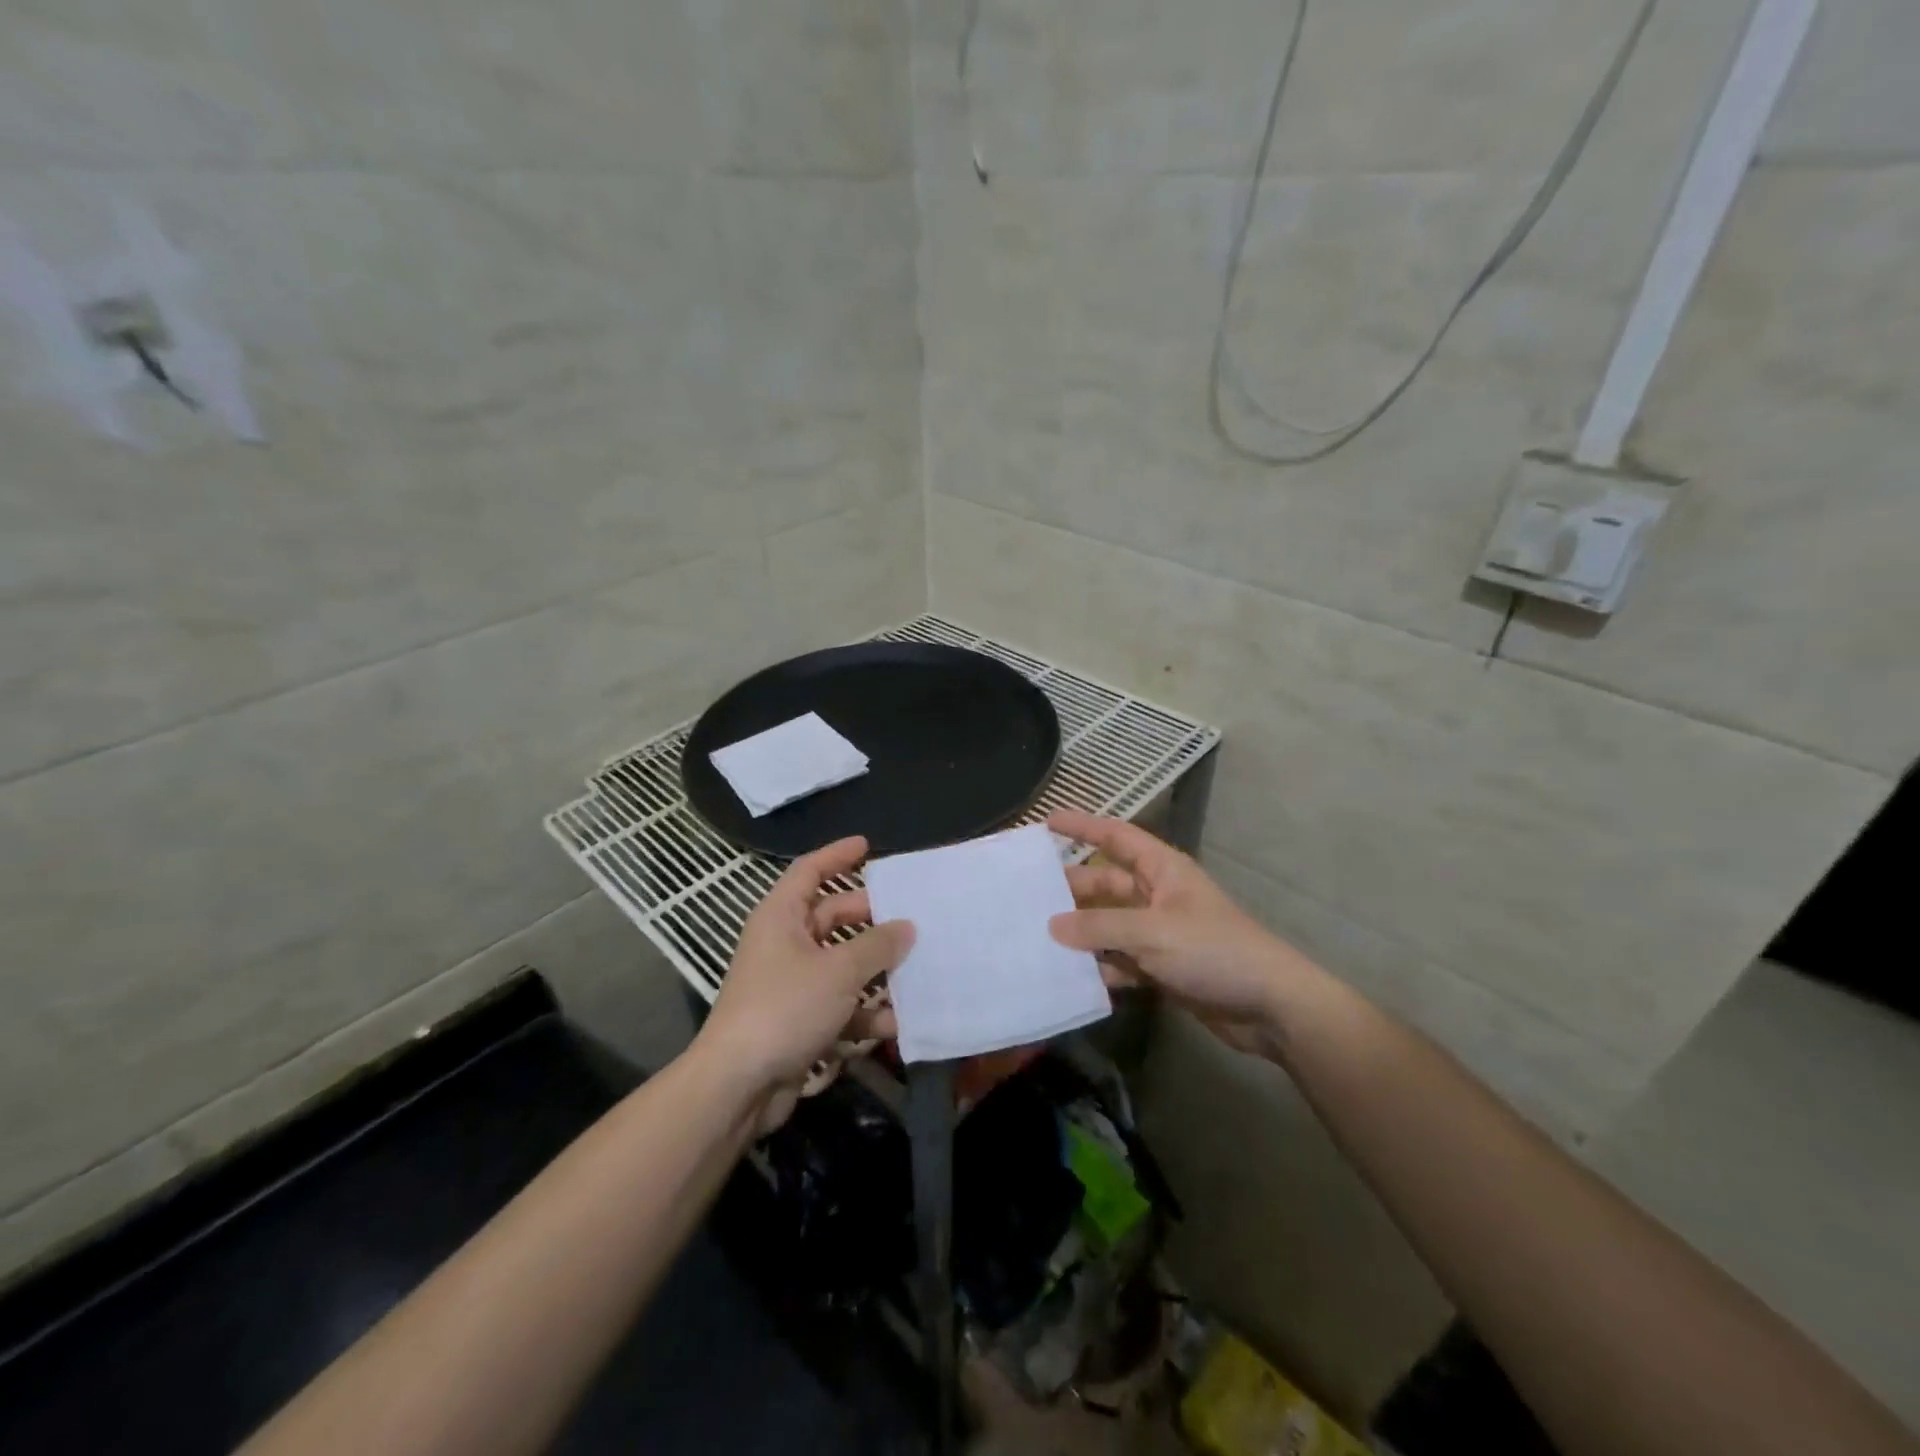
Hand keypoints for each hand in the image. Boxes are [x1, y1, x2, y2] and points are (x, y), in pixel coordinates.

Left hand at [696, 836, 913, 1128]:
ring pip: (842, 965)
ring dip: (875, 972)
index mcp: (782, 917)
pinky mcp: (799, 1020)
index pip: (809, 871)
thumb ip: (878, 945)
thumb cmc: (785, 1008)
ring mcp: (791, 984)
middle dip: (871, 920)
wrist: (738, 1085)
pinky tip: (895, 1024)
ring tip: (916, 972)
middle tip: (911, 918)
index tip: (868, 846)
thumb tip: (907, 927)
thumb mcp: (839, 971)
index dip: (837, 855)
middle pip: (833, 918)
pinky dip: (864, 1011)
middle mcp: (784, 943)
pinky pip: (839, 1004)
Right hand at [1048, 810, 1307, 1058]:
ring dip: (1081, 933)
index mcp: (1162, 870)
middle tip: (1027, 895)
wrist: (1269, 1006)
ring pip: (1109, 925)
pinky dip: (1100, 968)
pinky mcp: (1162, 968)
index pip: (1116, 836)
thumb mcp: (1152, 932)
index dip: (1083, 826)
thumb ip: (1100, 927)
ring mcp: (1160, 934)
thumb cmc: (1214, 951)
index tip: (1047, 822)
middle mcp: (1158, 896)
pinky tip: (1071, 978)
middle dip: (1071, 888)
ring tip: (1038, 938)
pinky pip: (1120, 961)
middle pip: (1105, 884)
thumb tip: (1052, 925)